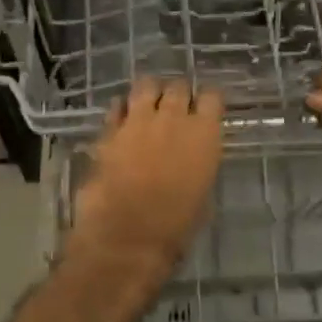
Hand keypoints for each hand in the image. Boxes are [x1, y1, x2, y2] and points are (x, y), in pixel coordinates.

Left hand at [71, 77, 224, 269]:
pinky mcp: (109, 131)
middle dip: (178, 94)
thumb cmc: (176, 225)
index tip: (205, 109)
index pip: (212, 97)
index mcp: (204, 134)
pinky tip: (123, 119)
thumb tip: (191, 159)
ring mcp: (138, 121)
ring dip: (149, 92)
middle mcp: (173, 119)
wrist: (128, 236)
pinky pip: (117, 106)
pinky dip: (121, 108)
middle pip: (178, 86)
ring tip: (148, 105)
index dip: (208, 101)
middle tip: (175, 107)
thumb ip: (198, 164)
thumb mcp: (203, 194)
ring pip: (145, 85)